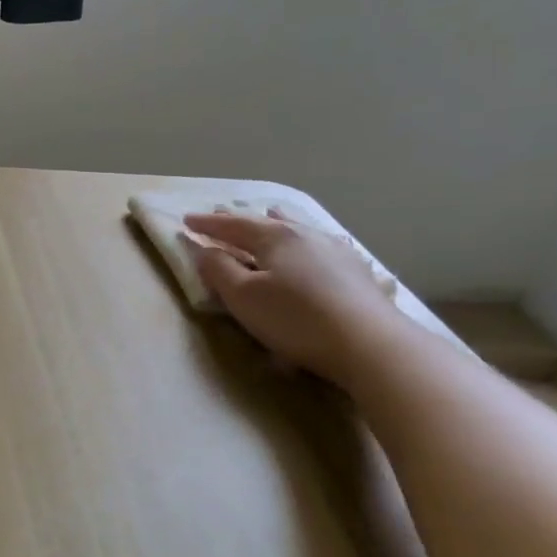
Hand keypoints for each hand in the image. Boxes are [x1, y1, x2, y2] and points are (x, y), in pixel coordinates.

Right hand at [183, 209, 405, 383]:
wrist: (370, 344)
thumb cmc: (295, 319)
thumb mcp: (243, 297)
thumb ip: (218, 270)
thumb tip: (203, 250)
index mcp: (273, 237)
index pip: (232, 225)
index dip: (207, 224)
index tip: (186, 220)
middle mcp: (304, 234)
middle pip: (264, 222)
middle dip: (239, 219)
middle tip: (220, 212)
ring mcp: (334, 250)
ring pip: (298, 228)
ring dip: (277, 221)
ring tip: (269, 213)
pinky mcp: (355, 270)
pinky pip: (320, 243)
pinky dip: (305, 238)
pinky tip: (316, 240)